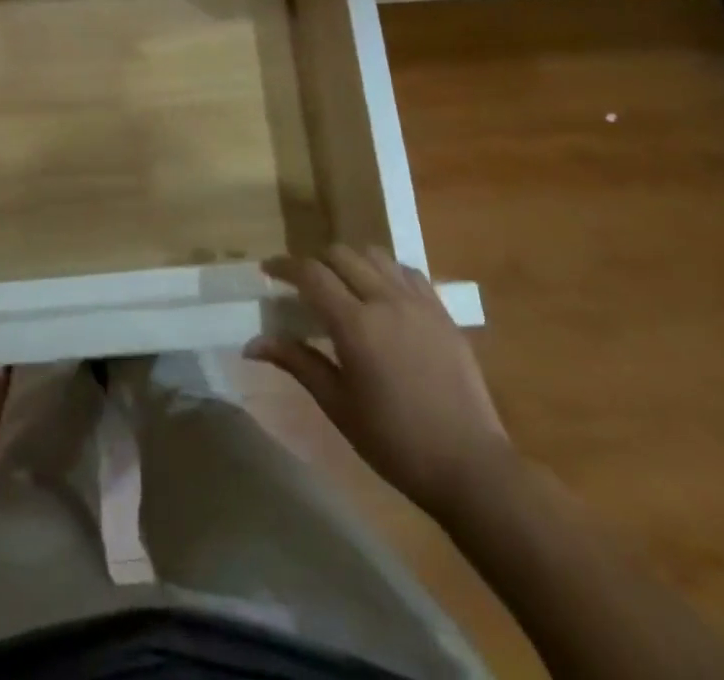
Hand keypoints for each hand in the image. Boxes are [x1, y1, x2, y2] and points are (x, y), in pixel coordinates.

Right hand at [247, 245, 511, 518]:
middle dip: (316, 262)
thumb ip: (296, 363)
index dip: (284, 266)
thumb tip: (252, 344)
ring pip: (375, 256)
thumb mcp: (338, 405)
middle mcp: (386, 300)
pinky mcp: (443, 313)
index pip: (311, 274)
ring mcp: (419, 303)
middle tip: (303, 284)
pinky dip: (385, 272)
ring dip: (351, 262)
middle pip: (341, 254)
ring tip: (342, 286)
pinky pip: (408, 273)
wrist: (471, 468)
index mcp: (356, 324)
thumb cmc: (395, 442)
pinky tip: (381, 295)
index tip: (268, 271)